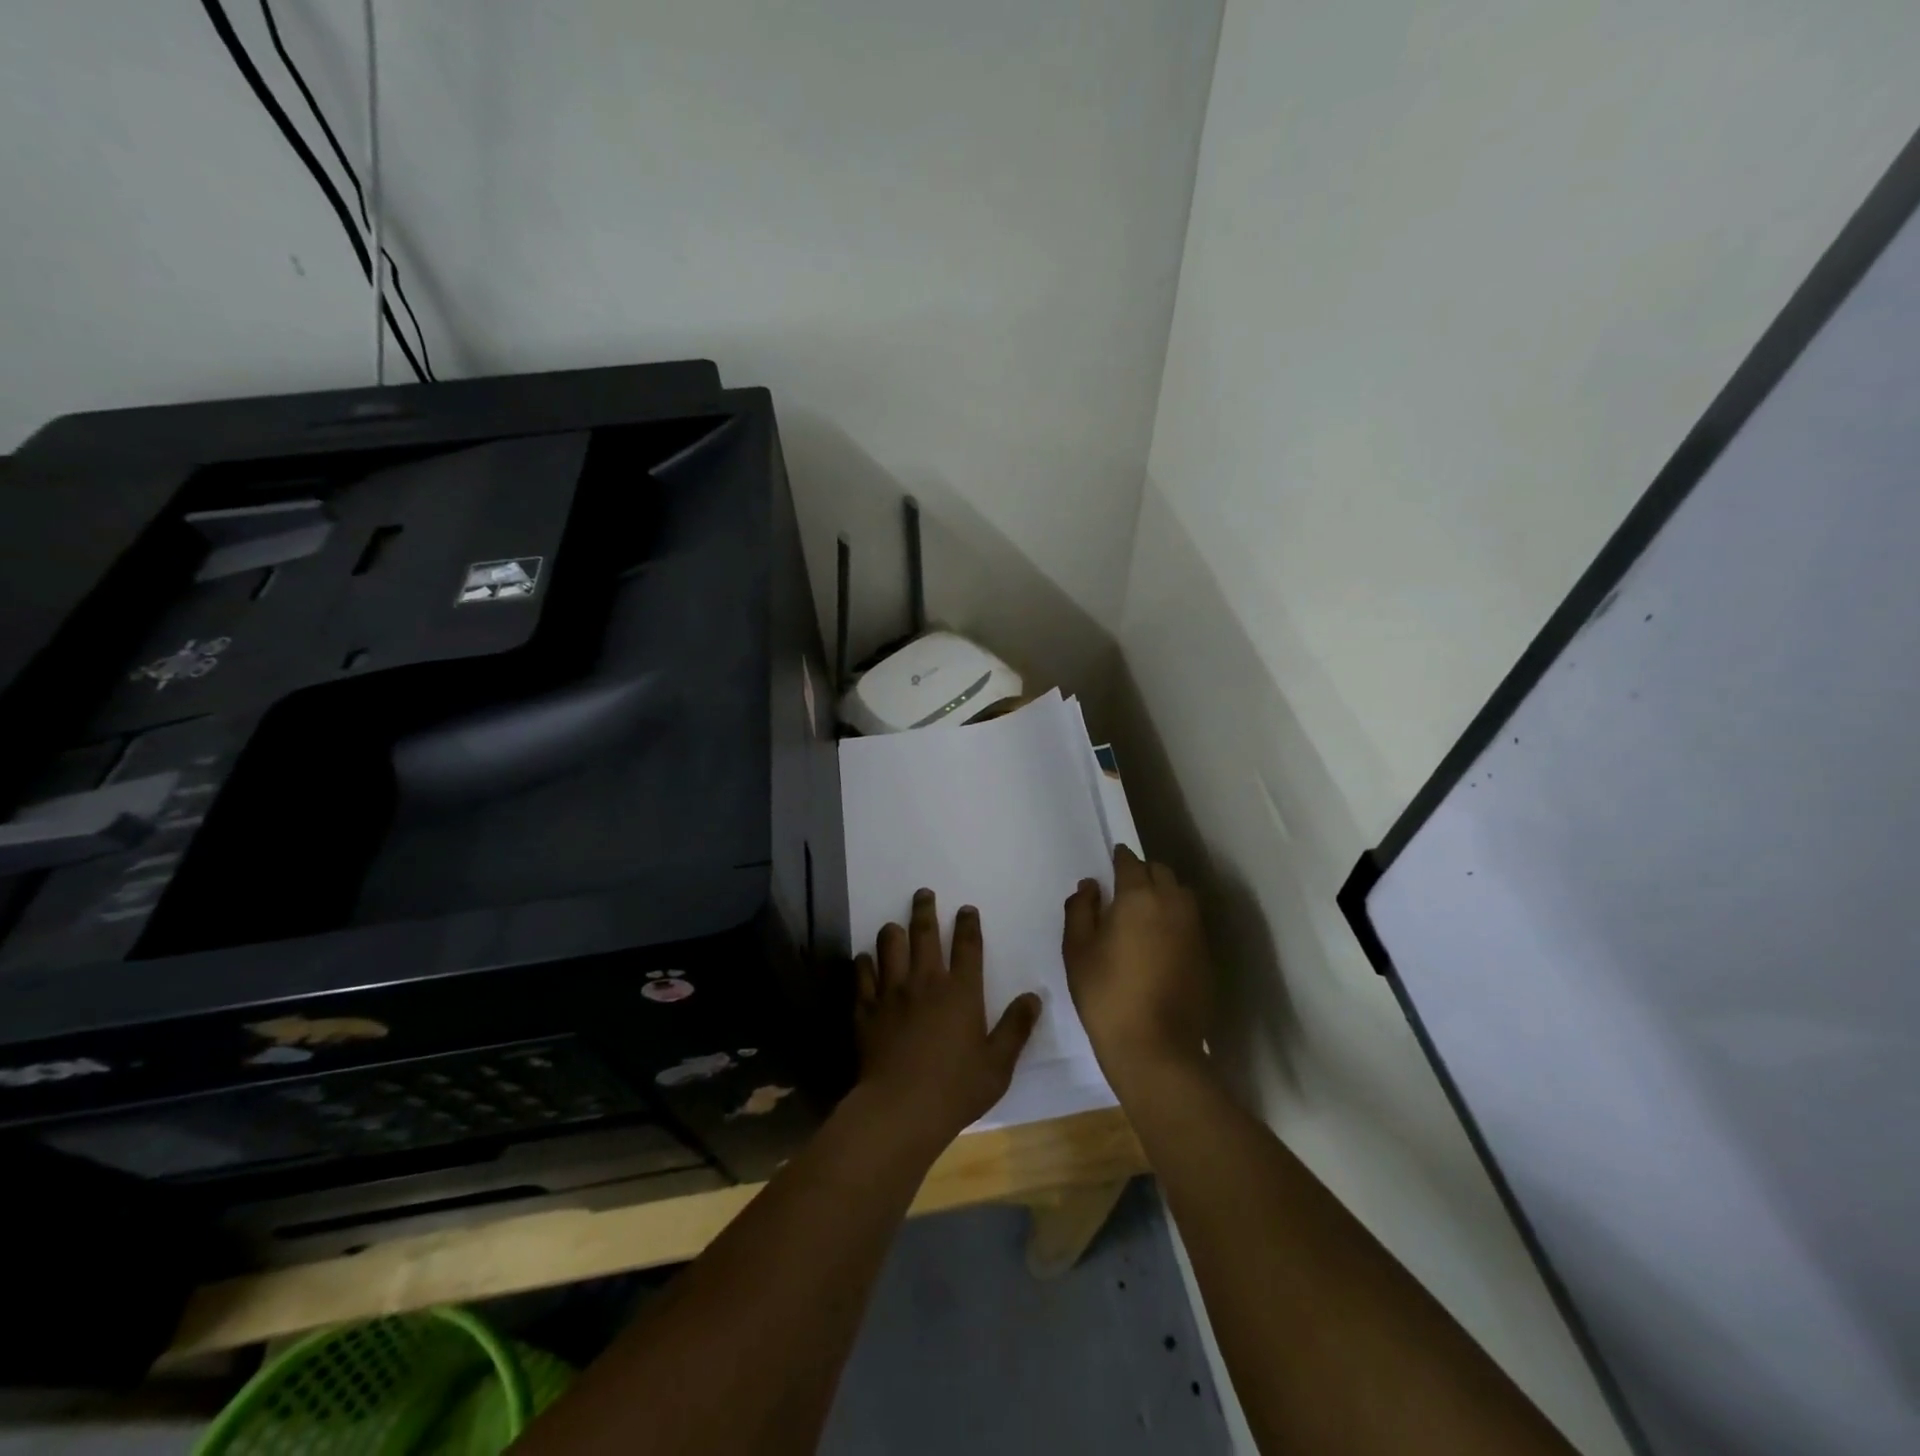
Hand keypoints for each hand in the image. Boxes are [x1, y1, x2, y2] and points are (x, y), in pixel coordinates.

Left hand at [854, 889, 1041, 1148]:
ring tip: (893, 926)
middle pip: (924, 933)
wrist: (900, 1110)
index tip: (966, 909)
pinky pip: (862, 974)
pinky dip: (864, 963)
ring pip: (889, 946)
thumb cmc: (956, 1089)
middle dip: (924, 909)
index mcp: (961, 991)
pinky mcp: (866, 1009)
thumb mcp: (998, 1064)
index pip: (967, 945)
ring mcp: (892, 992)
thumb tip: (1034, 997)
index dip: (968, 924)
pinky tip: (865, 960)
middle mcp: (926, 981)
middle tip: (923, 894)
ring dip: (892, 932)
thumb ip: (1016, 1027)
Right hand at [1062, 846, 1210, 1088]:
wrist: (1156, 1047)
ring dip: (1164, 891)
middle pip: (1161, 872)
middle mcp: (1172, 904)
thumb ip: (1081, 910)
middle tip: (1125, 885)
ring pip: (1181, 894)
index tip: (1112, 859)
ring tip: (1145, 909)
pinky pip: (1190, 921)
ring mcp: (1194, 930)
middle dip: (1143, 871)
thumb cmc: (1106, 995)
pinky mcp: (1206, 954)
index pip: (1131, 862)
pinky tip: (1160, 938)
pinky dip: (1175, 918)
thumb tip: (1091, 886)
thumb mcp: (1077, 951)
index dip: (1120, 858)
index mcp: (1139, 897)